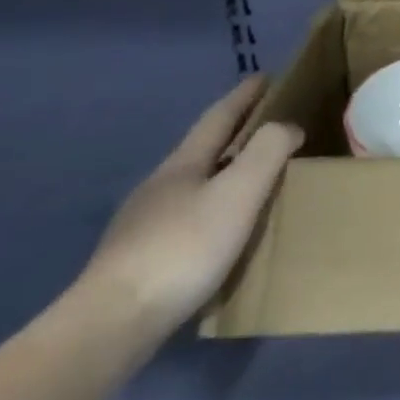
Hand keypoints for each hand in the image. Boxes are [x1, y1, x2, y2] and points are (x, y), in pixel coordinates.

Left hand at [77, 75, 302, 340]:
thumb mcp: (238, 193)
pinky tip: (222, 231)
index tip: (265, 76)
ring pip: (193, 185)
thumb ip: (267, 152)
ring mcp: (144, 224)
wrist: (112, 323)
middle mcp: (159, 187)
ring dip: (224, 173)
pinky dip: (212, 209)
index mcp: (183, 165)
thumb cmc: (184, 248)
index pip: (218, 118)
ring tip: (254, 180)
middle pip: (203, 150)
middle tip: (270, 126)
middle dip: (235, 133)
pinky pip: (186, 218)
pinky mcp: (140, 259)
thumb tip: (287, 127)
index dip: (244, 96)